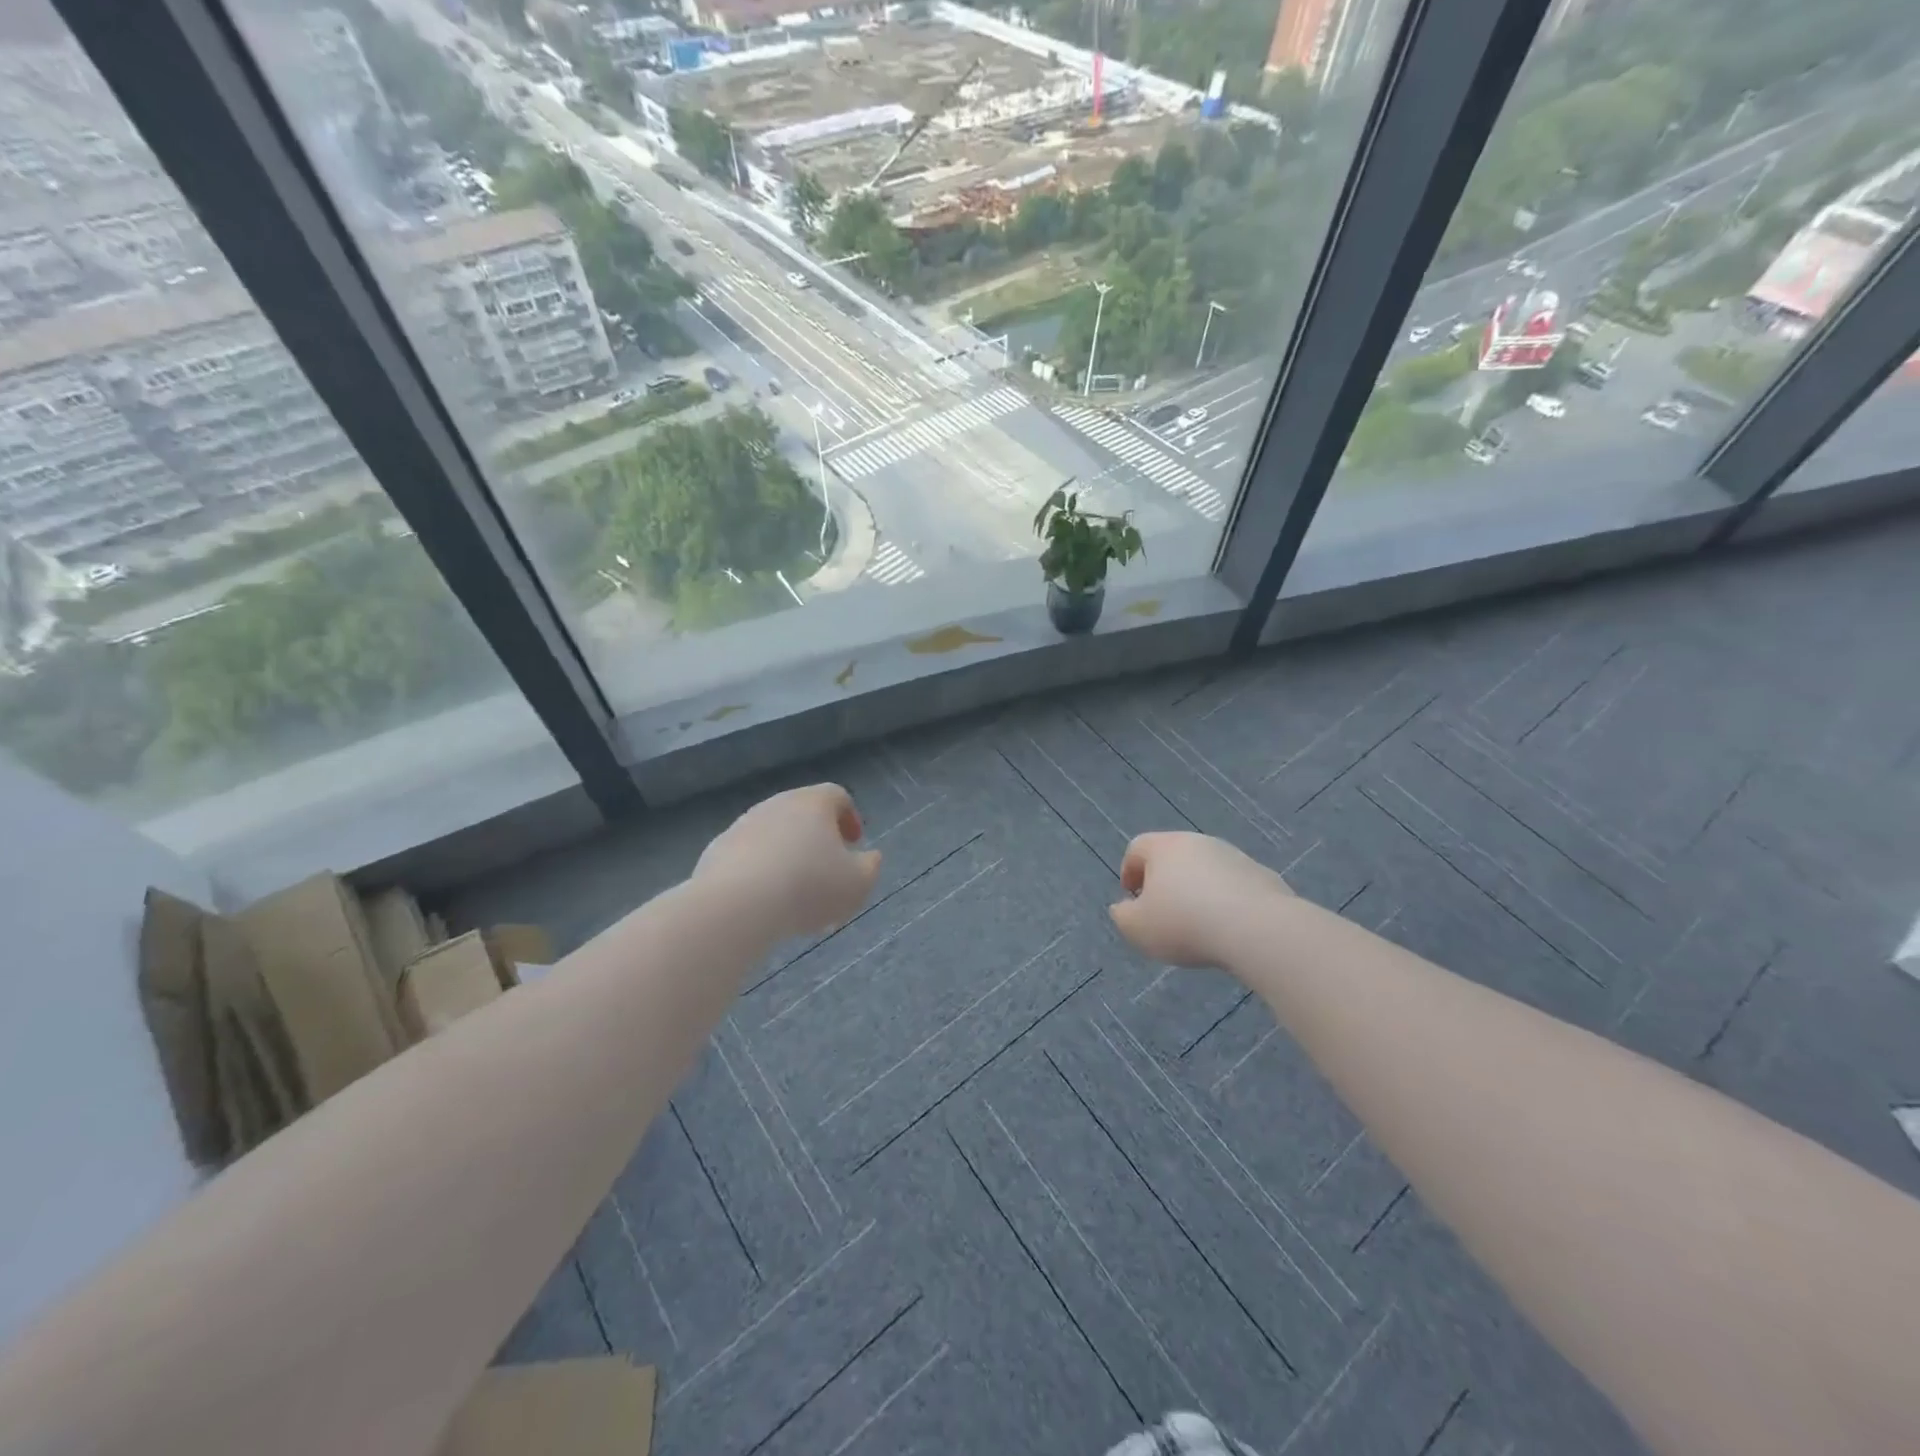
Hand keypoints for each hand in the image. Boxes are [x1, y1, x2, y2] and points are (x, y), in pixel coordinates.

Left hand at [695, 784, 880, 937]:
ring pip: (773, 833)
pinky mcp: (716, 850)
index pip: (837, 796)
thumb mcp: (857, 884)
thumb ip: (870, 867)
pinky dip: (759, 869)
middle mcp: (777, 804)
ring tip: (794, 890)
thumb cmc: (809, 887)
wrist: (737, 905)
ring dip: (786, 854)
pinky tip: (764, 899)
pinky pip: (746, 855)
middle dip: (817, 837)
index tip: (854, 843)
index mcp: (814, 803)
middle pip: (802, 812)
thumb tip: (870, 857)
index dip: (850, 817)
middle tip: (826, 867)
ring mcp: (742, 825)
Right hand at [1110, 831, 1291, 967]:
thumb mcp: (1137, 929)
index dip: (1129, 872)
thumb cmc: (1185, 923)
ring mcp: (1233, 856)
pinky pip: (1233, 886)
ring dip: (1196, 891)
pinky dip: (1226, 901)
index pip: (1137, 848)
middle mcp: (1198, 842)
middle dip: (1164, 881)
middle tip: (1163, 912)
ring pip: (1205, 870)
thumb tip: (1124, 908)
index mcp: (1164, 847)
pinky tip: (1228, 928)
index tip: (1132, 899)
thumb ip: (1122, 916)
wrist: (1257, 929)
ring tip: (1198, 925)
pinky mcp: (1262, 875)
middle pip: (1172, 856)